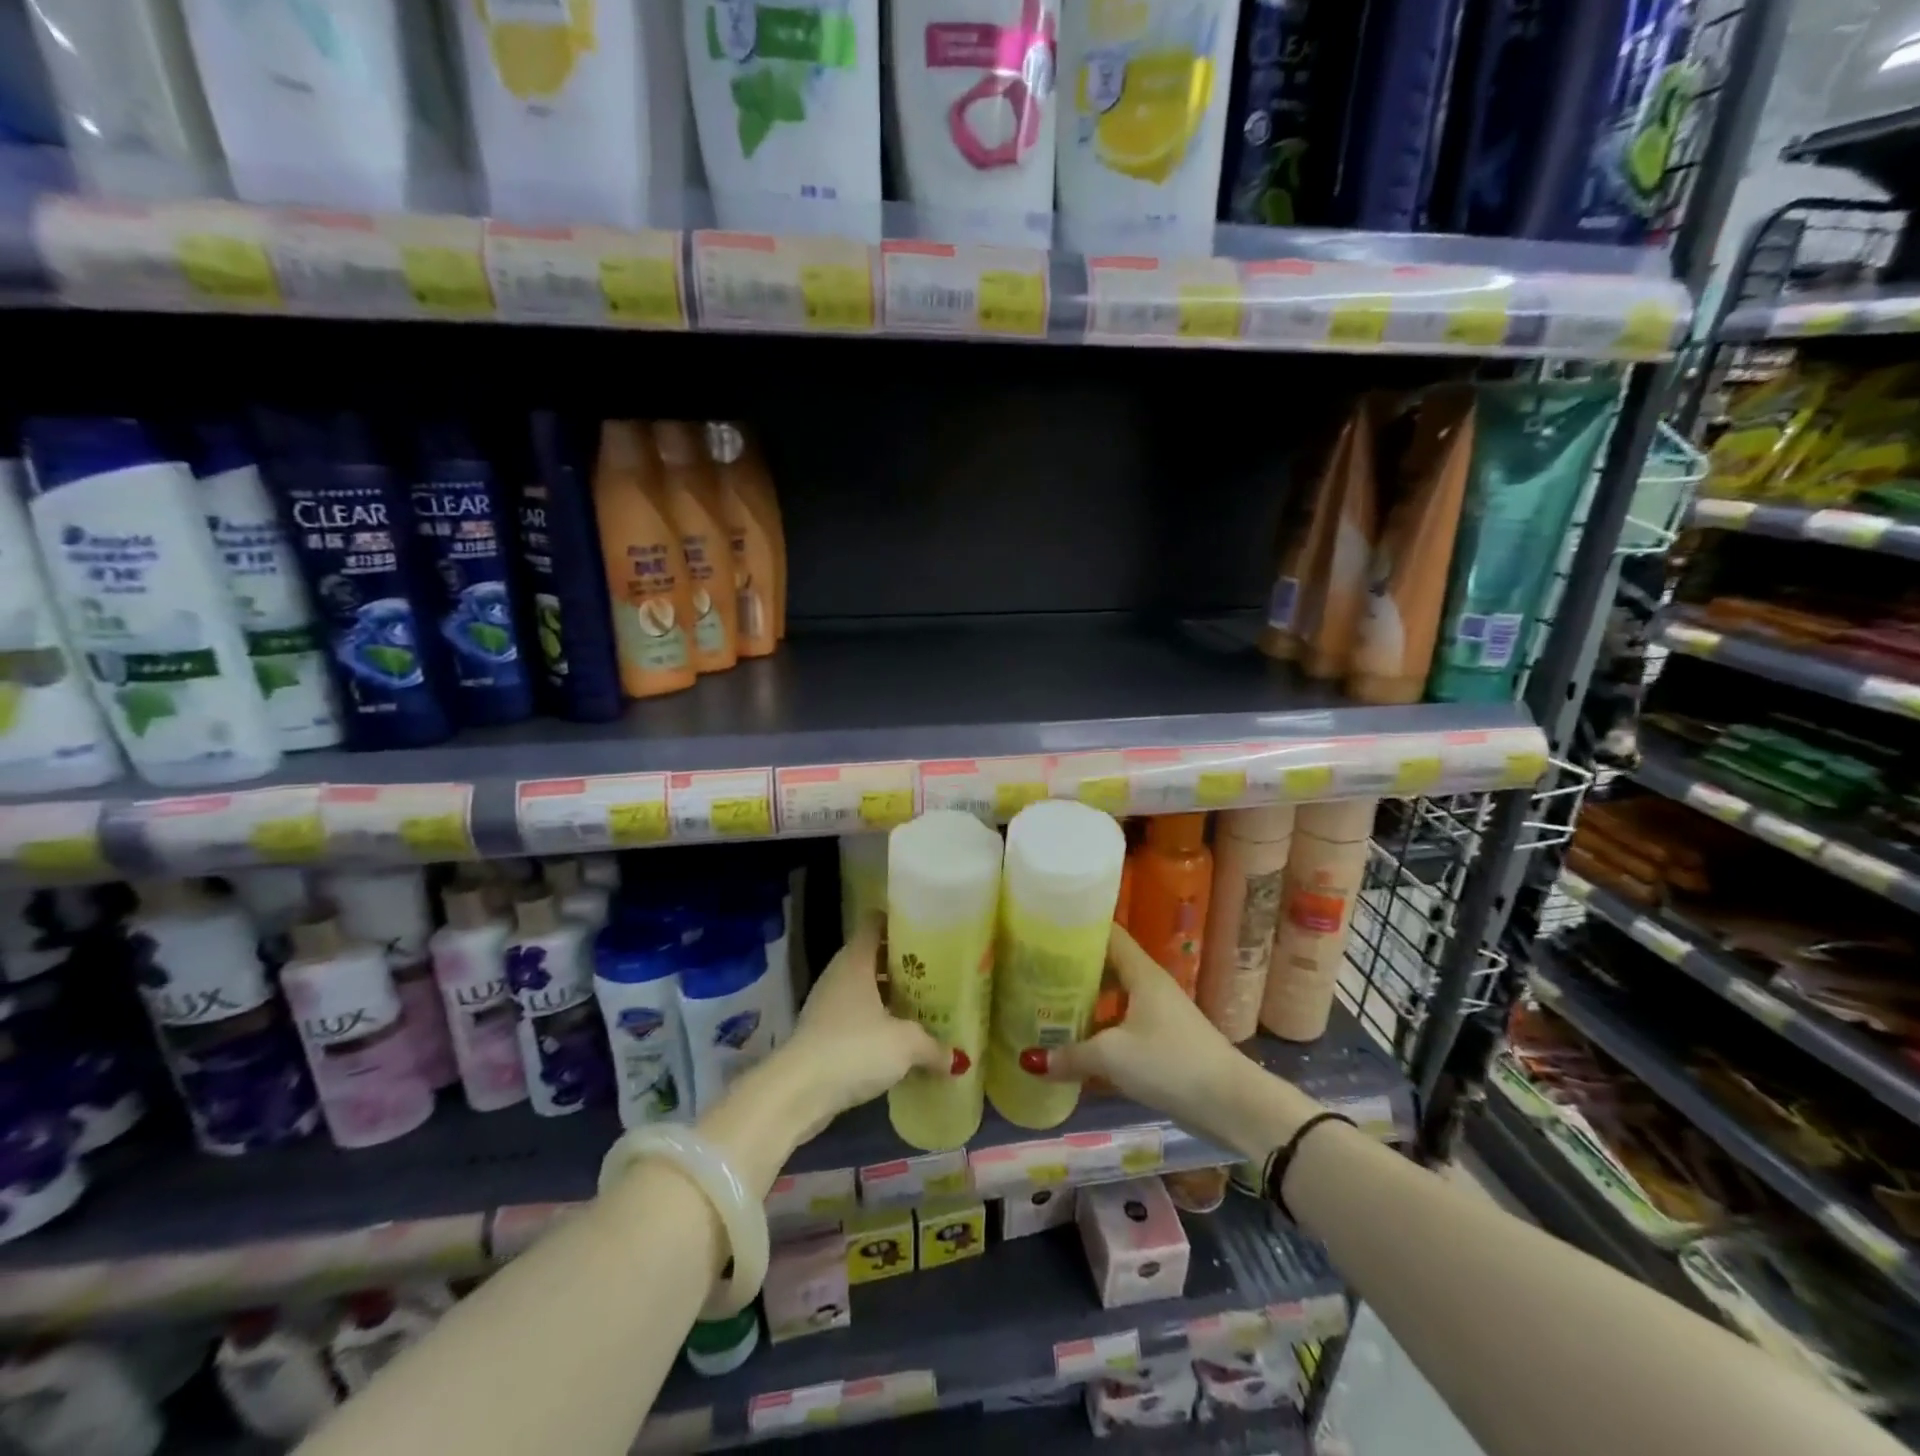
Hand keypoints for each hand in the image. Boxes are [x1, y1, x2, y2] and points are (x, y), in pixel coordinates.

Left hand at [775, 915, 961, 1140]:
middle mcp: (839, 975)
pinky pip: (856, 1017)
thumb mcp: (904, 1044)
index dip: (898, 922)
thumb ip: (933, 1046)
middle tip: (935, 972)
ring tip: (923, 1005)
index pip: (874, 923)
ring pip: (864, 988)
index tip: (926, 930)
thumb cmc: (854, 1048)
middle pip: (872, 956)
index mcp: (856, 961)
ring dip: (889, 996)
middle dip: (902, 964)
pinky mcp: (822, 1034)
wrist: (797, 1093)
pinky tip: (899, 1039)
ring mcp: (827, 1004)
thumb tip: (958, 1060)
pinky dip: (876, 1022)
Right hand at [1018, 925, 1252, 1147]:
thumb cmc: (1170, 1063)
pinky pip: (1123, 1030)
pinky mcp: (1164, 1046)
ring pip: (1114, 1002)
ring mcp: (1159, 1017)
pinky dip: (1100, 1035)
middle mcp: (1151, 988)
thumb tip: (1030, 1061)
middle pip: (1108, 968)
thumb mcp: (1112, 1056)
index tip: (1047, 929)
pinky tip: (1076, 1051)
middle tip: (1036, 973)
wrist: (1232, 1105)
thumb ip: (1071, 1055)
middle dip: (1074, 971)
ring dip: (1086, 1006)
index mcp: (1142, 974)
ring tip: (1048, 1009)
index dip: (1080, 929)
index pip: (1109, 935)